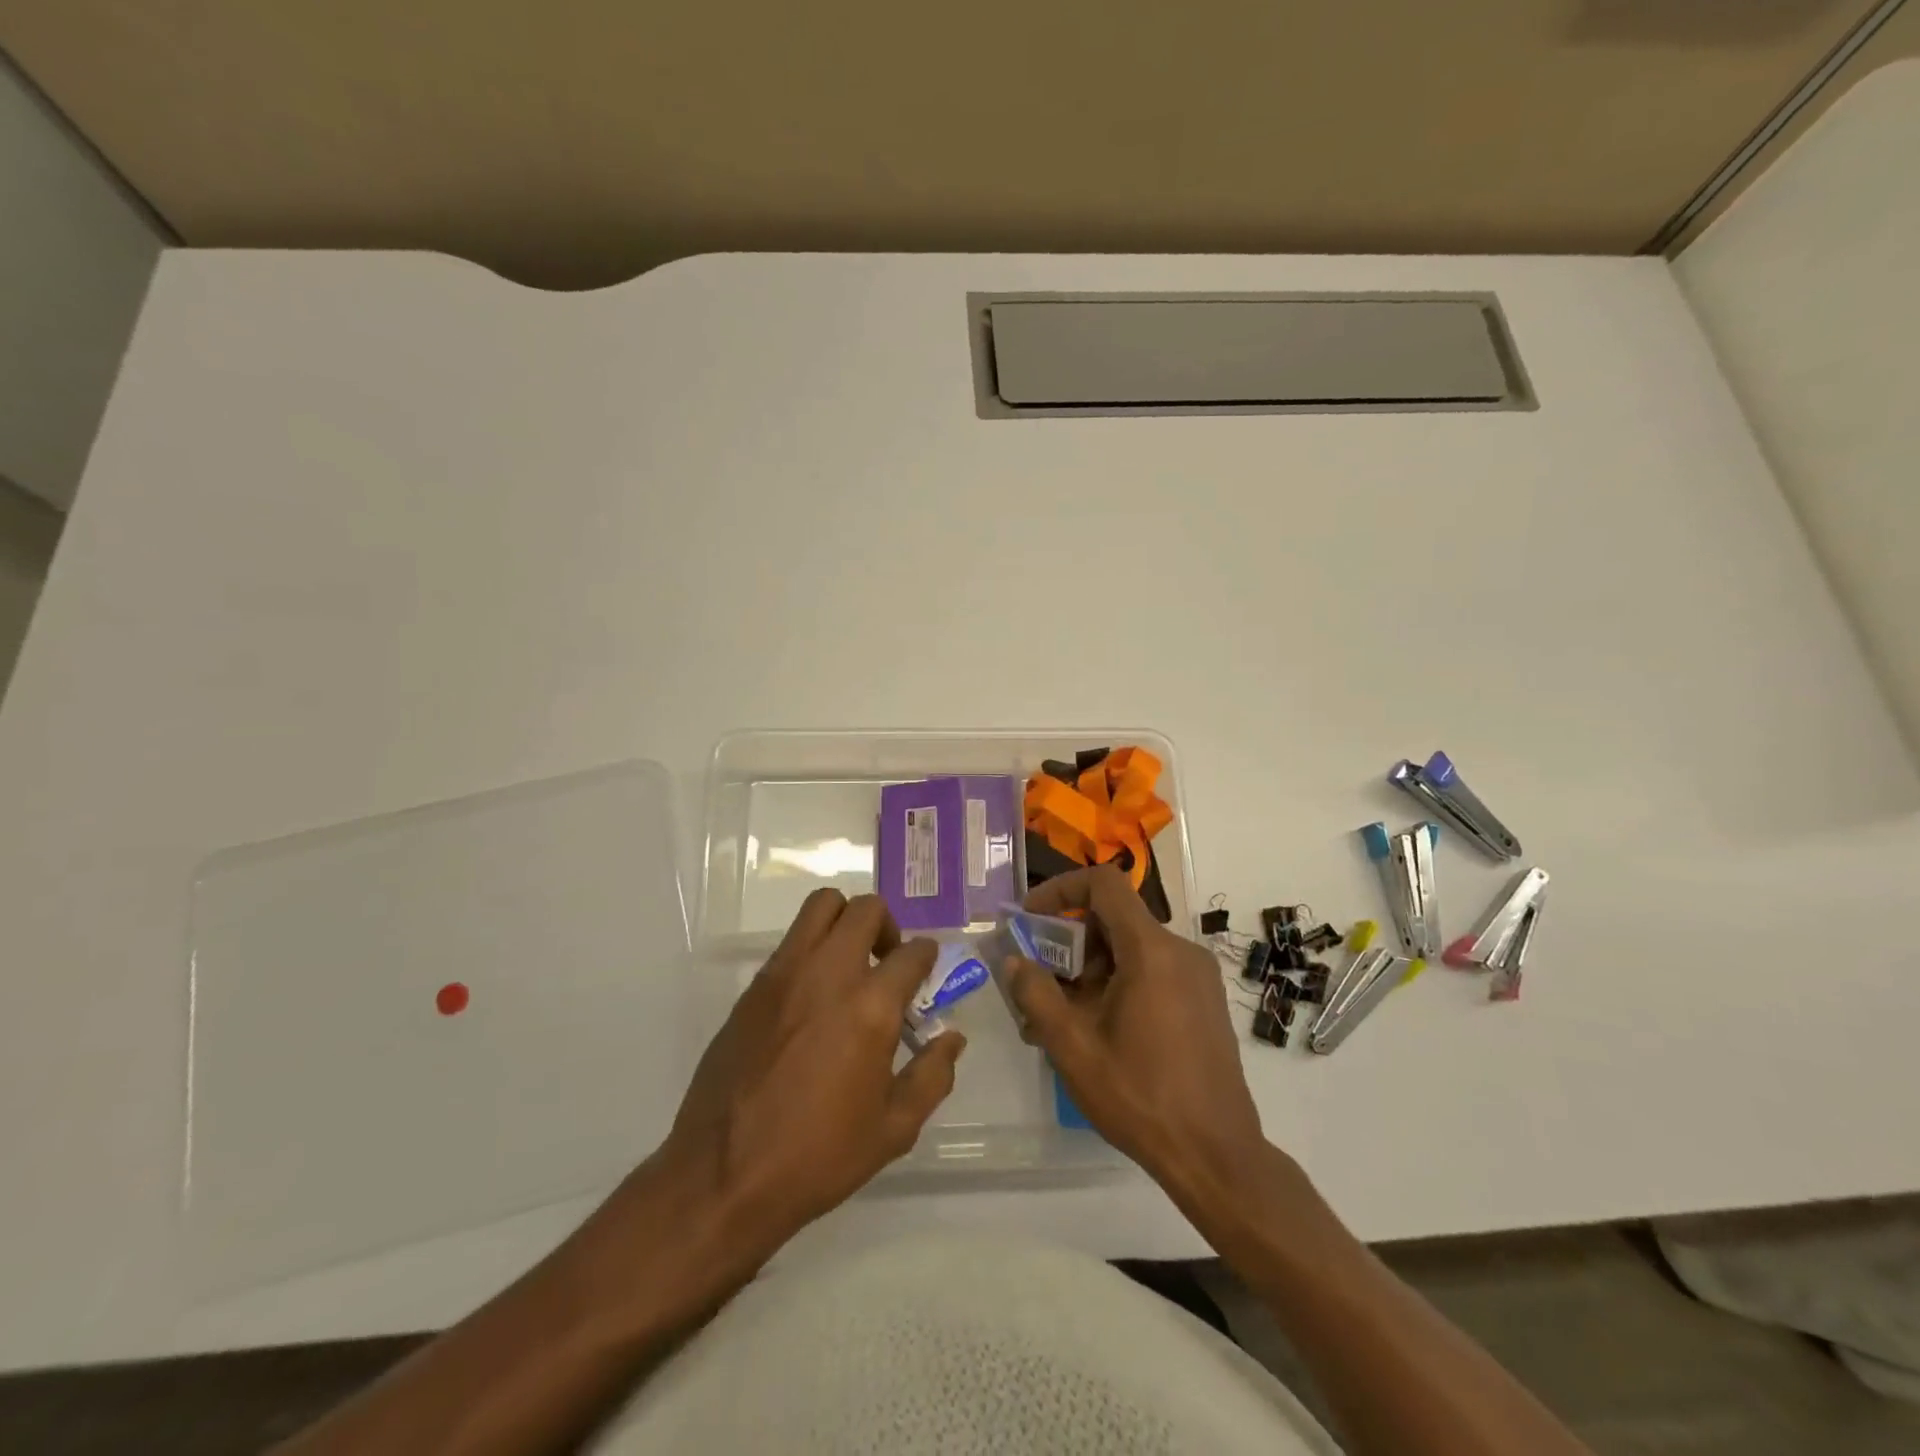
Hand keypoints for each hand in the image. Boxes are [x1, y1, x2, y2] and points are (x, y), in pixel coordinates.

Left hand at [657, 890, 965, 1250]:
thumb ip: (931, 1076)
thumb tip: (951, 1039)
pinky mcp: (754, 987)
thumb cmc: (817, 1156)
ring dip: (845, 921)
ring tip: (850, 964)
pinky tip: (813, 997)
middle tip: (887, 961)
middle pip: (865, 909)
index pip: (912, 952)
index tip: (925, 973)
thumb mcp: (893, 1129)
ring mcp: (785, 974)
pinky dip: (812, 948)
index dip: (927, 957)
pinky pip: (790, 942)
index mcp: (871, 1006)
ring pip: (821, 906)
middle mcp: (829, 973)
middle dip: (887, 925)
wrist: (723, 1176)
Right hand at [1004, 865, 1263, 1187]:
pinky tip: (1098, 1029)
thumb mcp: (1073, 1047)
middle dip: (1070, 942)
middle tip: (1039, 981)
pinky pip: (1152, 970)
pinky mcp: (1204, 999)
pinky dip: (1118, 982)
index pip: (1104, 883)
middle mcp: (1180, 950)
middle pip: (1114, 919)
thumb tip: (1014, 960)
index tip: (1031, 918)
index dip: (1061, 889)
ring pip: (1131, 948)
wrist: (1217, 1156)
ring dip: (1090, 969)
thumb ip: (1036, 994)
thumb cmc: (1140, 1097)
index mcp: (1151, 950)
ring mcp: (1197, 975)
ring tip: (1060, 1017)